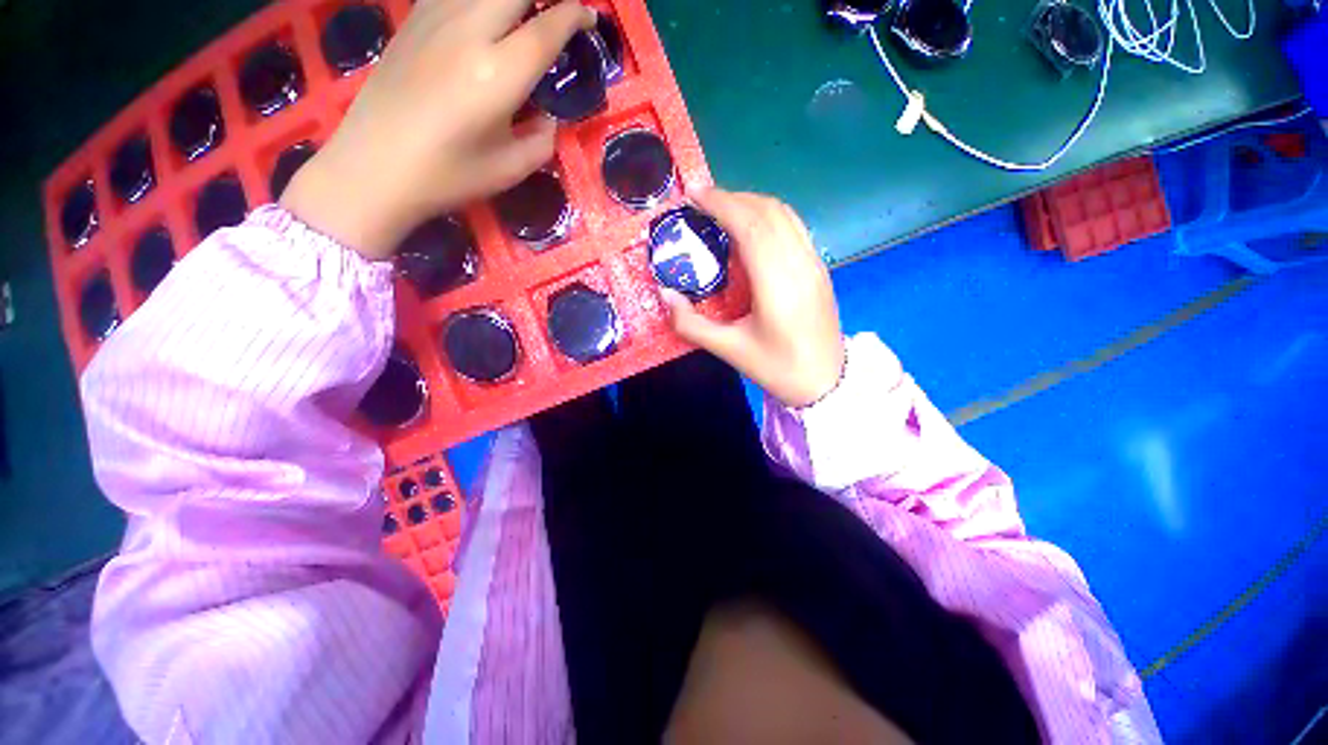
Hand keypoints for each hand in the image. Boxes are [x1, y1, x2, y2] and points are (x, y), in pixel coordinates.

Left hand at [280, 0, 595, 259]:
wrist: (374, 168)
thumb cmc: (448, 176)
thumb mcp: (510, 169)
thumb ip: (542, 140)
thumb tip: (548, 118)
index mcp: (498, 74)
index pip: (547, 27)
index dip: (575, 15)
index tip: (590, 16)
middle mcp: (468, 32)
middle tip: (558, 10)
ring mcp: (434, 19)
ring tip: (522, 15)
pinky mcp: (412, 20)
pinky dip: (478, 1)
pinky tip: (484, 17)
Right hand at [662, 190, 845, 407]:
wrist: (827, 382)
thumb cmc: (778, 368)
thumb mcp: (729, 350)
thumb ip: (692, 324)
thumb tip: (665, 295)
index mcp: (777, 285)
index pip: (751, 226)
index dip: (722, 204)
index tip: (694, 195)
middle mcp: (800, 264)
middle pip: (768, 212)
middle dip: (732, 198)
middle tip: (702, 201)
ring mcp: (814, 263)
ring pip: (784, 215)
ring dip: (752, 202)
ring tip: (723, 209)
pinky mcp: (819, 267)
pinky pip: (794, 227)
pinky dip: (769, 215)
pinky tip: (752, 227)